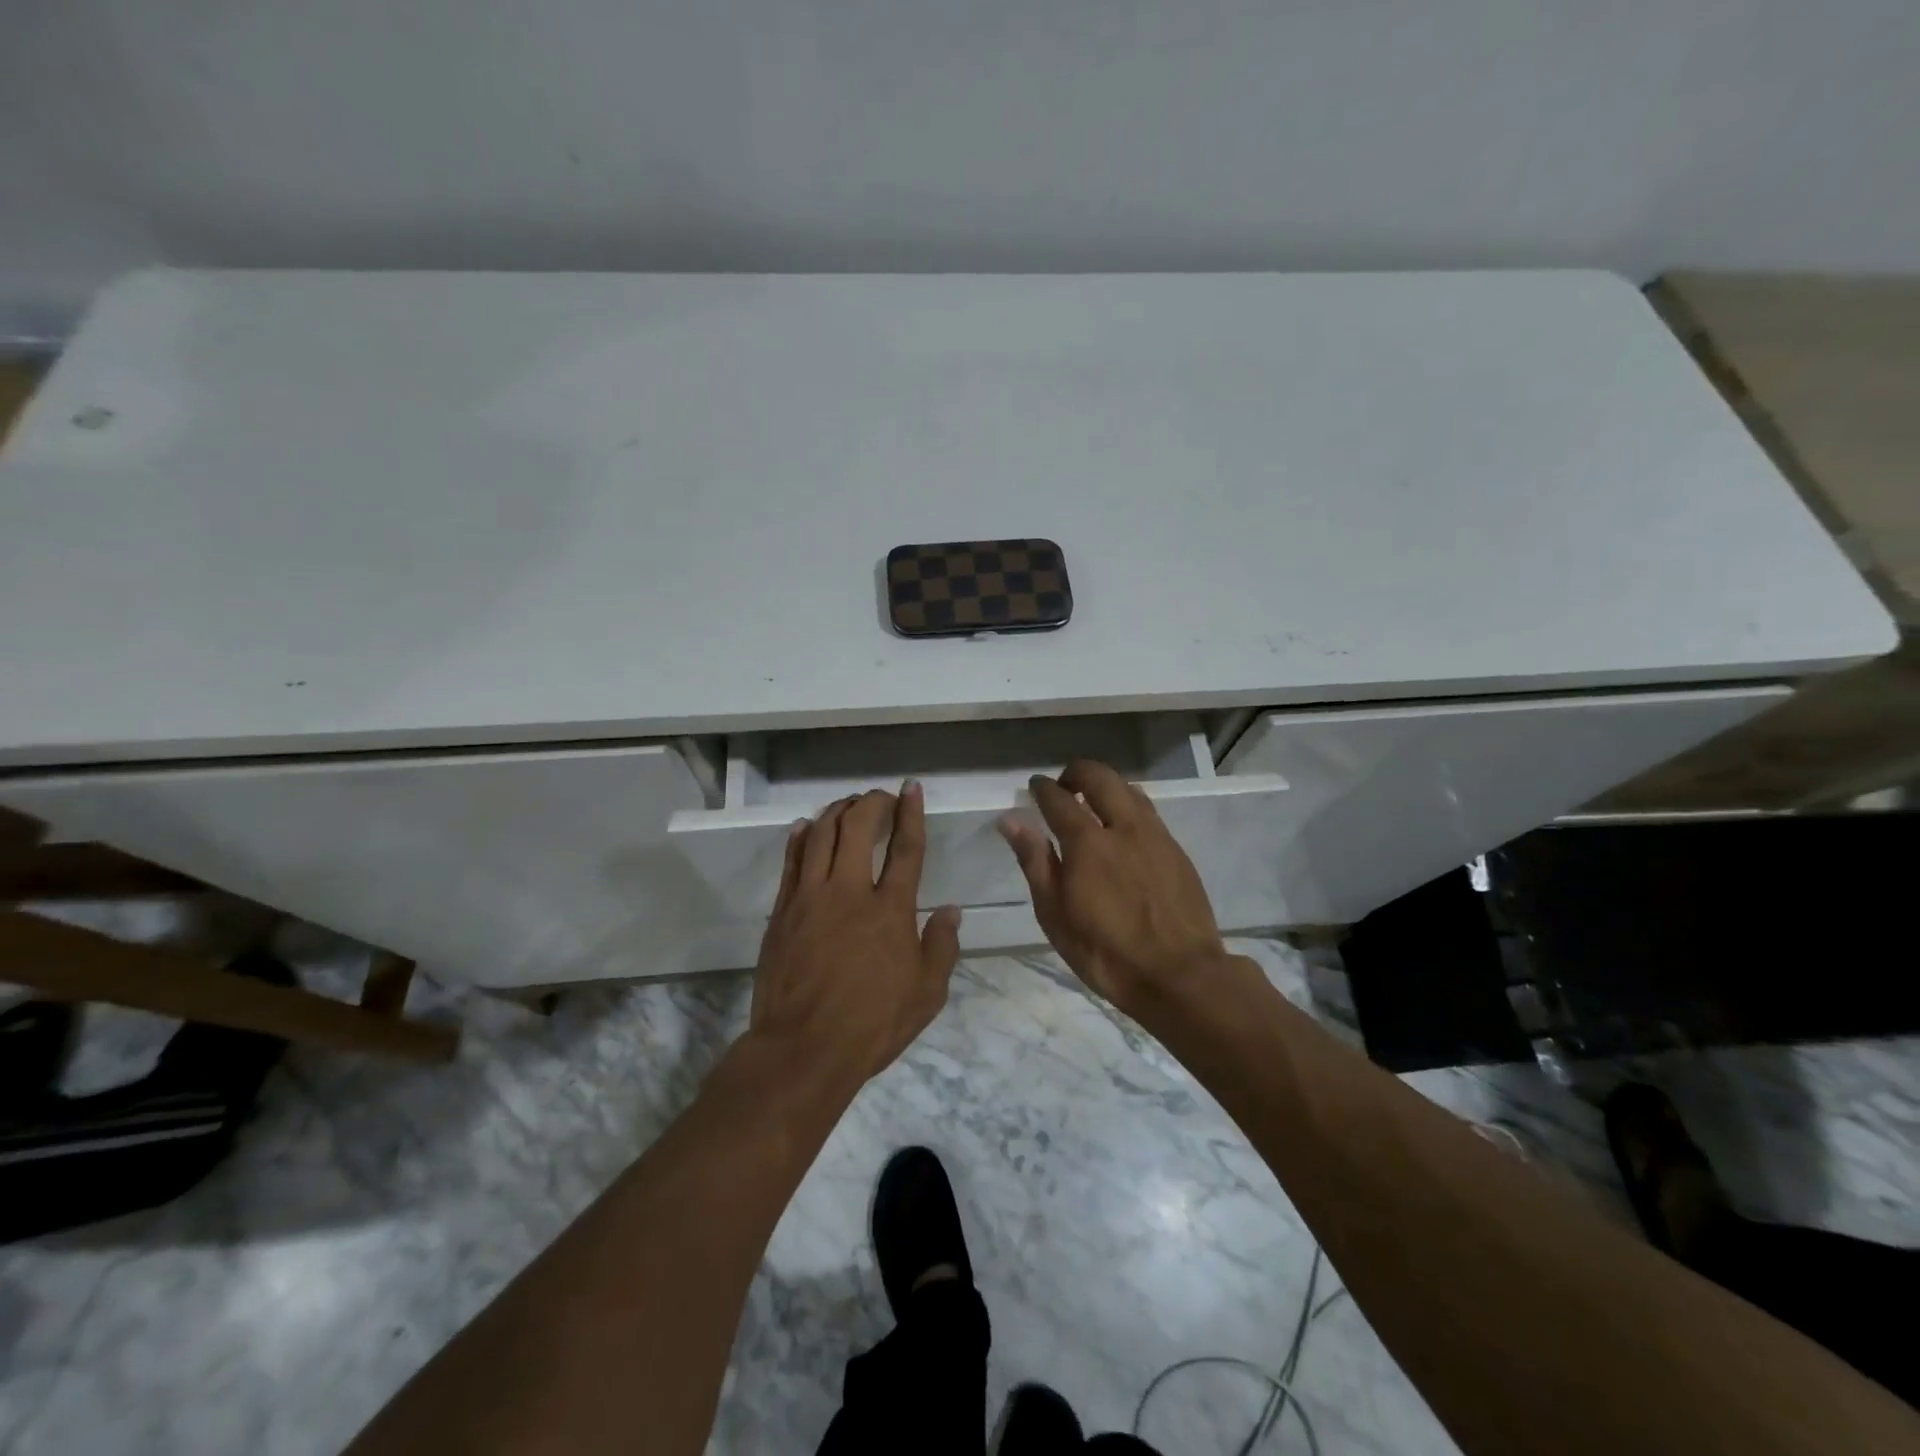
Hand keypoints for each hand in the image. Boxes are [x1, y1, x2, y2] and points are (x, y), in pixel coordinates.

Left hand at [748, 783, 962, 1083]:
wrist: (803, 1048)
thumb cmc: (872, 1023)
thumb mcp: (926, 994)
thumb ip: (942, 947)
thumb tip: (951, 911)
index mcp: (890, 910)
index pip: (906, 848)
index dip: (910, 813)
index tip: (910, 789)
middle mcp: (850, 892)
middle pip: (858, 827)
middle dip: (871, 803)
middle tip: (880, 797)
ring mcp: (810, 898)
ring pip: (821, 835)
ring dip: (837, 812)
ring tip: (848, 806)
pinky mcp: (783, 911)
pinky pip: (791, 861)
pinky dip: (800, 837)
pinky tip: (806, 827)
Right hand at [999, 759, 1229, 1017]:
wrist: (1180, 975)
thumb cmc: (1106, 952)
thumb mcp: (1055, 915)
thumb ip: (1035, 862)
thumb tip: (1011, 820)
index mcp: (1088, 843)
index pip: (1059, 799)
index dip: (1043, 788)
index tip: (1034, 785)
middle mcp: (1123, 828)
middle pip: (1100, 777)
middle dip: (1077, 772)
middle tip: (1063, 786)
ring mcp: (1156, 836)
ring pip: (1129, 789)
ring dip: (1106, 785)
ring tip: (1093, 802)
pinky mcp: (1177, 850)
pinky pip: (1149, 811)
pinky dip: (1129, 805)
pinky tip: (1124, 827)